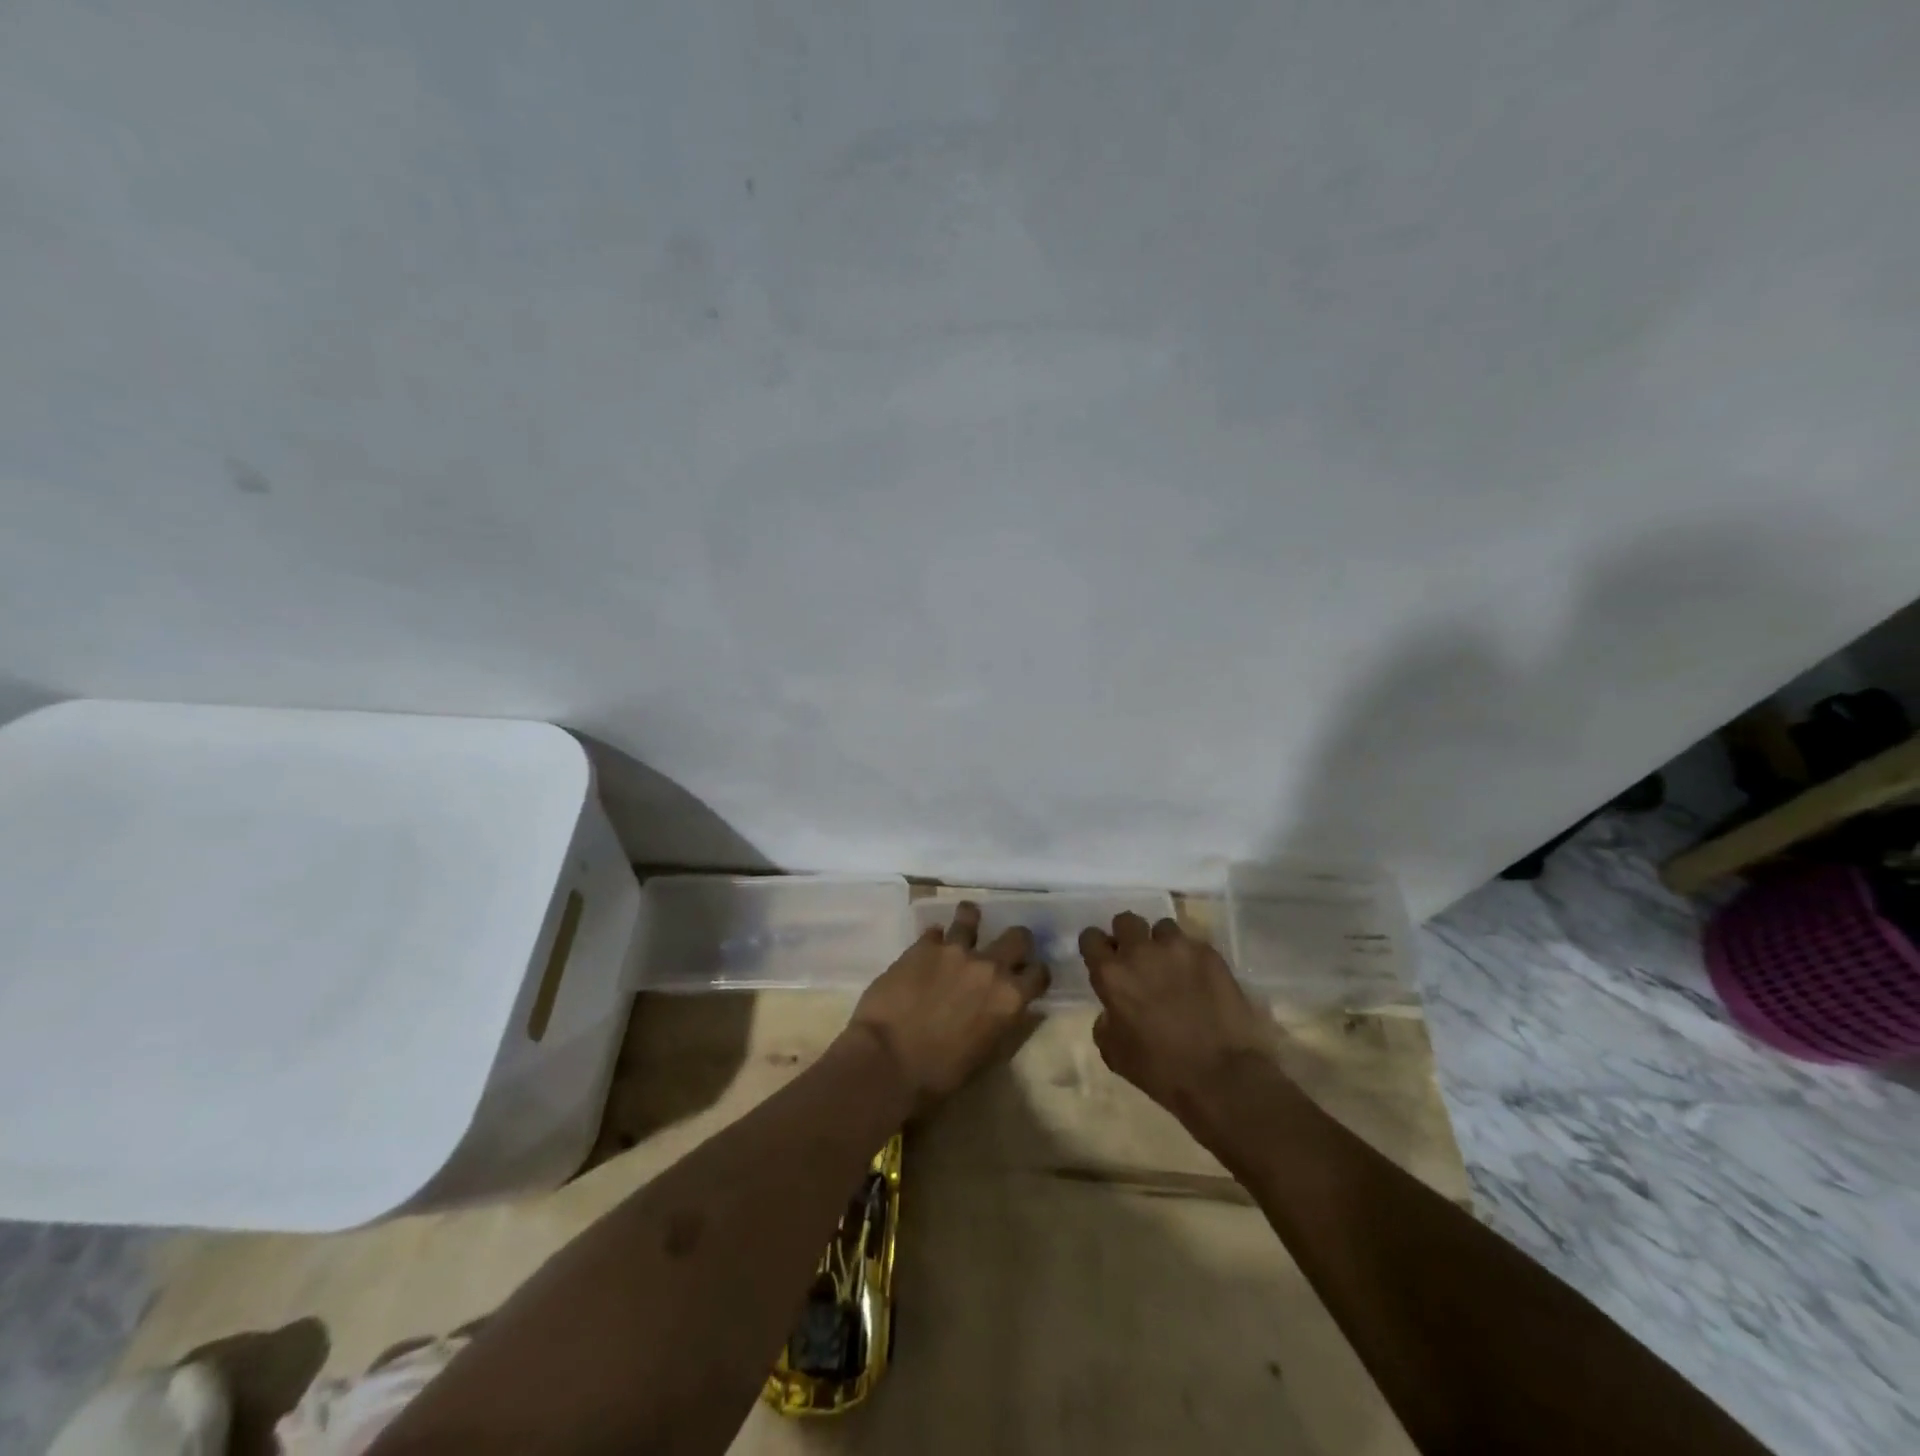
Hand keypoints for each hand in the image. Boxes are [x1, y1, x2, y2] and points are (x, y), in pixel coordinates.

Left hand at [846, 901, 1049, 1116]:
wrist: (886, 1061)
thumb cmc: (938, 1075)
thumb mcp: (985, 1056)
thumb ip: (1002, 1025)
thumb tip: (1011, 1010)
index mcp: (1009, 998)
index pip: (1039, 973)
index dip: (1035, 974)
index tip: (1028, 976)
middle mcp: (989, 966)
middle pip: (1017, 936)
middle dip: (1016, 941)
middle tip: (1007, 947)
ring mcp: (955, 951)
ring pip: (971, 917)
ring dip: (971, 919)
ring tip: (967, 919)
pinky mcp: (922, 946)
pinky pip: (934, 931)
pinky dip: (935, 938)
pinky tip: (929, 946)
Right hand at [1081, 913, 1280, 1140]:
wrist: (1224, 1077)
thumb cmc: (1162, 1072)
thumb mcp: (1115, 1054)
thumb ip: (1106, 1022)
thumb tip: (1112, 1011)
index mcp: (1112, 975)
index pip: (1091, 937)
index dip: (1096, 946)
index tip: (1103, 958)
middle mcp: (1141, 952)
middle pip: (1126, 920)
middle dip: (1127, 936)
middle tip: (1137, 960)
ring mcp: (1178, 948)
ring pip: (1162, 928)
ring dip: (1162, 945)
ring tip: (1173, 968)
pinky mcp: (1210, 954)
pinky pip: (1194, 945)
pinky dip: (1192, 958)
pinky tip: (1201, 982)